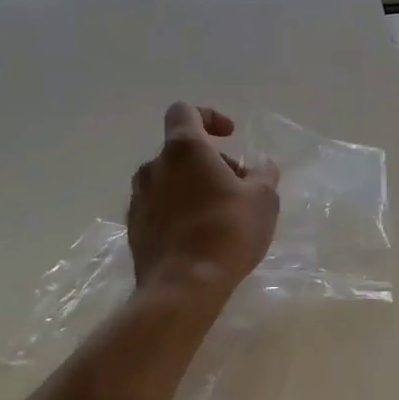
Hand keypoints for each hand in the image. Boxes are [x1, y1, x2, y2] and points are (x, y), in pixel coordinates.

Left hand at [128, 103, 279, 300]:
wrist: (183, 287)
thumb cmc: (227, 231)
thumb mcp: (264, 199)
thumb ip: (263, 174)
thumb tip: (260, 167)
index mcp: (184, 150)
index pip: (185, 111)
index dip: (209, 116)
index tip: (230, 136)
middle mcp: (154, 167)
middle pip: (181, 150)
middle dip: (210, 161)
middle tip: (238, 185)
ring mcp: (139, 198)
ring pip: (169, 179)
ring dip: (193, 186)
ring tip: (220, 212)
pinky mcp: (134, 228)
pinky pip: (159, 206)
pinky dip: (179, 210)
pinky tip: (200, 235)